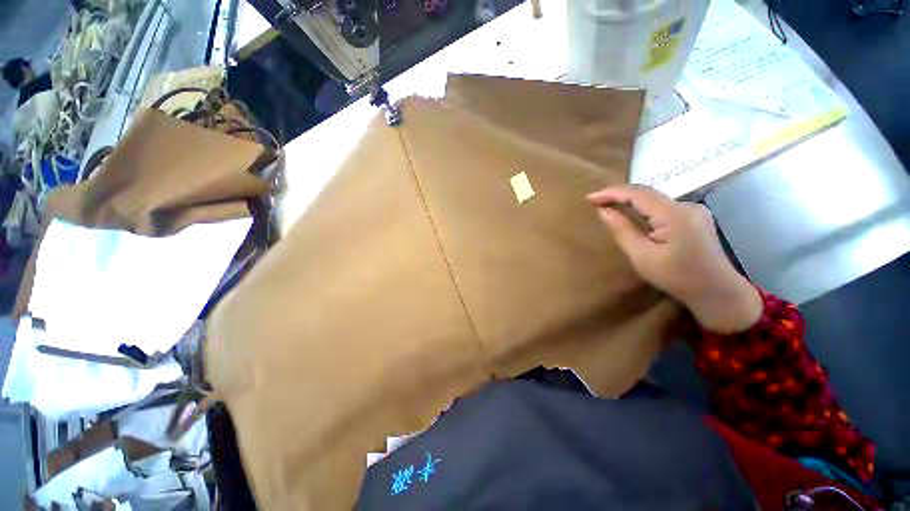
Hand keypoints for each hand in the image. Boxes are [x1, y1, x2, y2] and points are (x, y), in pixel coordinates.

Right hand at [587, 185, 761, 333]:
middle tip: (595, 201)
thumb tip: (603, 211)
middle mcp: (686, 205)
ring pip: (654, 199)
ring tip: (608, 205)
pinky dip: (643, 208)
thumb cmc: (677, 277)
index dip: (611, 193)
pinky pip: (662, 206)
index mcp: (674, 215)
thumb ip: (622, 230)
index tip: (589, 198)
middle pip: (647, 193)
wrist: (717, 292)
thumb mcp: (642, 256)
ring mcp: (693, 210)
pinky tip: (632, 214)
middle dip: (618, 195)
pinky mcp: (694, 217)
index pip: (638, 194)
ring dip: (630, 200)